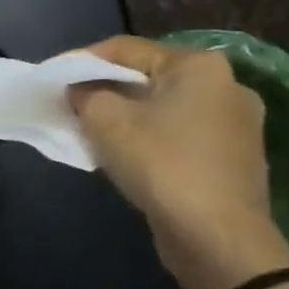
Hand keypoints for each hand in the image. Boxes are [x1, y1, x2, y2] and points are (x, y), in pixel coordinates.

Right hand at [67, 36, 288, 288]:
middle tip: (71, 105)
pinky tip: (127, 156)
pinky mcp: (234, 158)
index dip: (82, 60)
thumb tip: (80, 90)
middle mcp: (227, 86)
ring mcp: (236, 125)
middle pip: (148, 78)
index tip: (52, 77)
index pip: (126, 49)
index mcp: (200, 66)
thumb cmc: (161, 165)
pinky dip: (150, 138)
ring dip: (127, 116)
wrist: (218, 239)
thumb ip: (85, 94)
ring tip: (92, 132)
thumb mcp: (106, 121)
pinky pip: (180, 135)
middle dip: (106, 90)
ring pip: (164, 108)